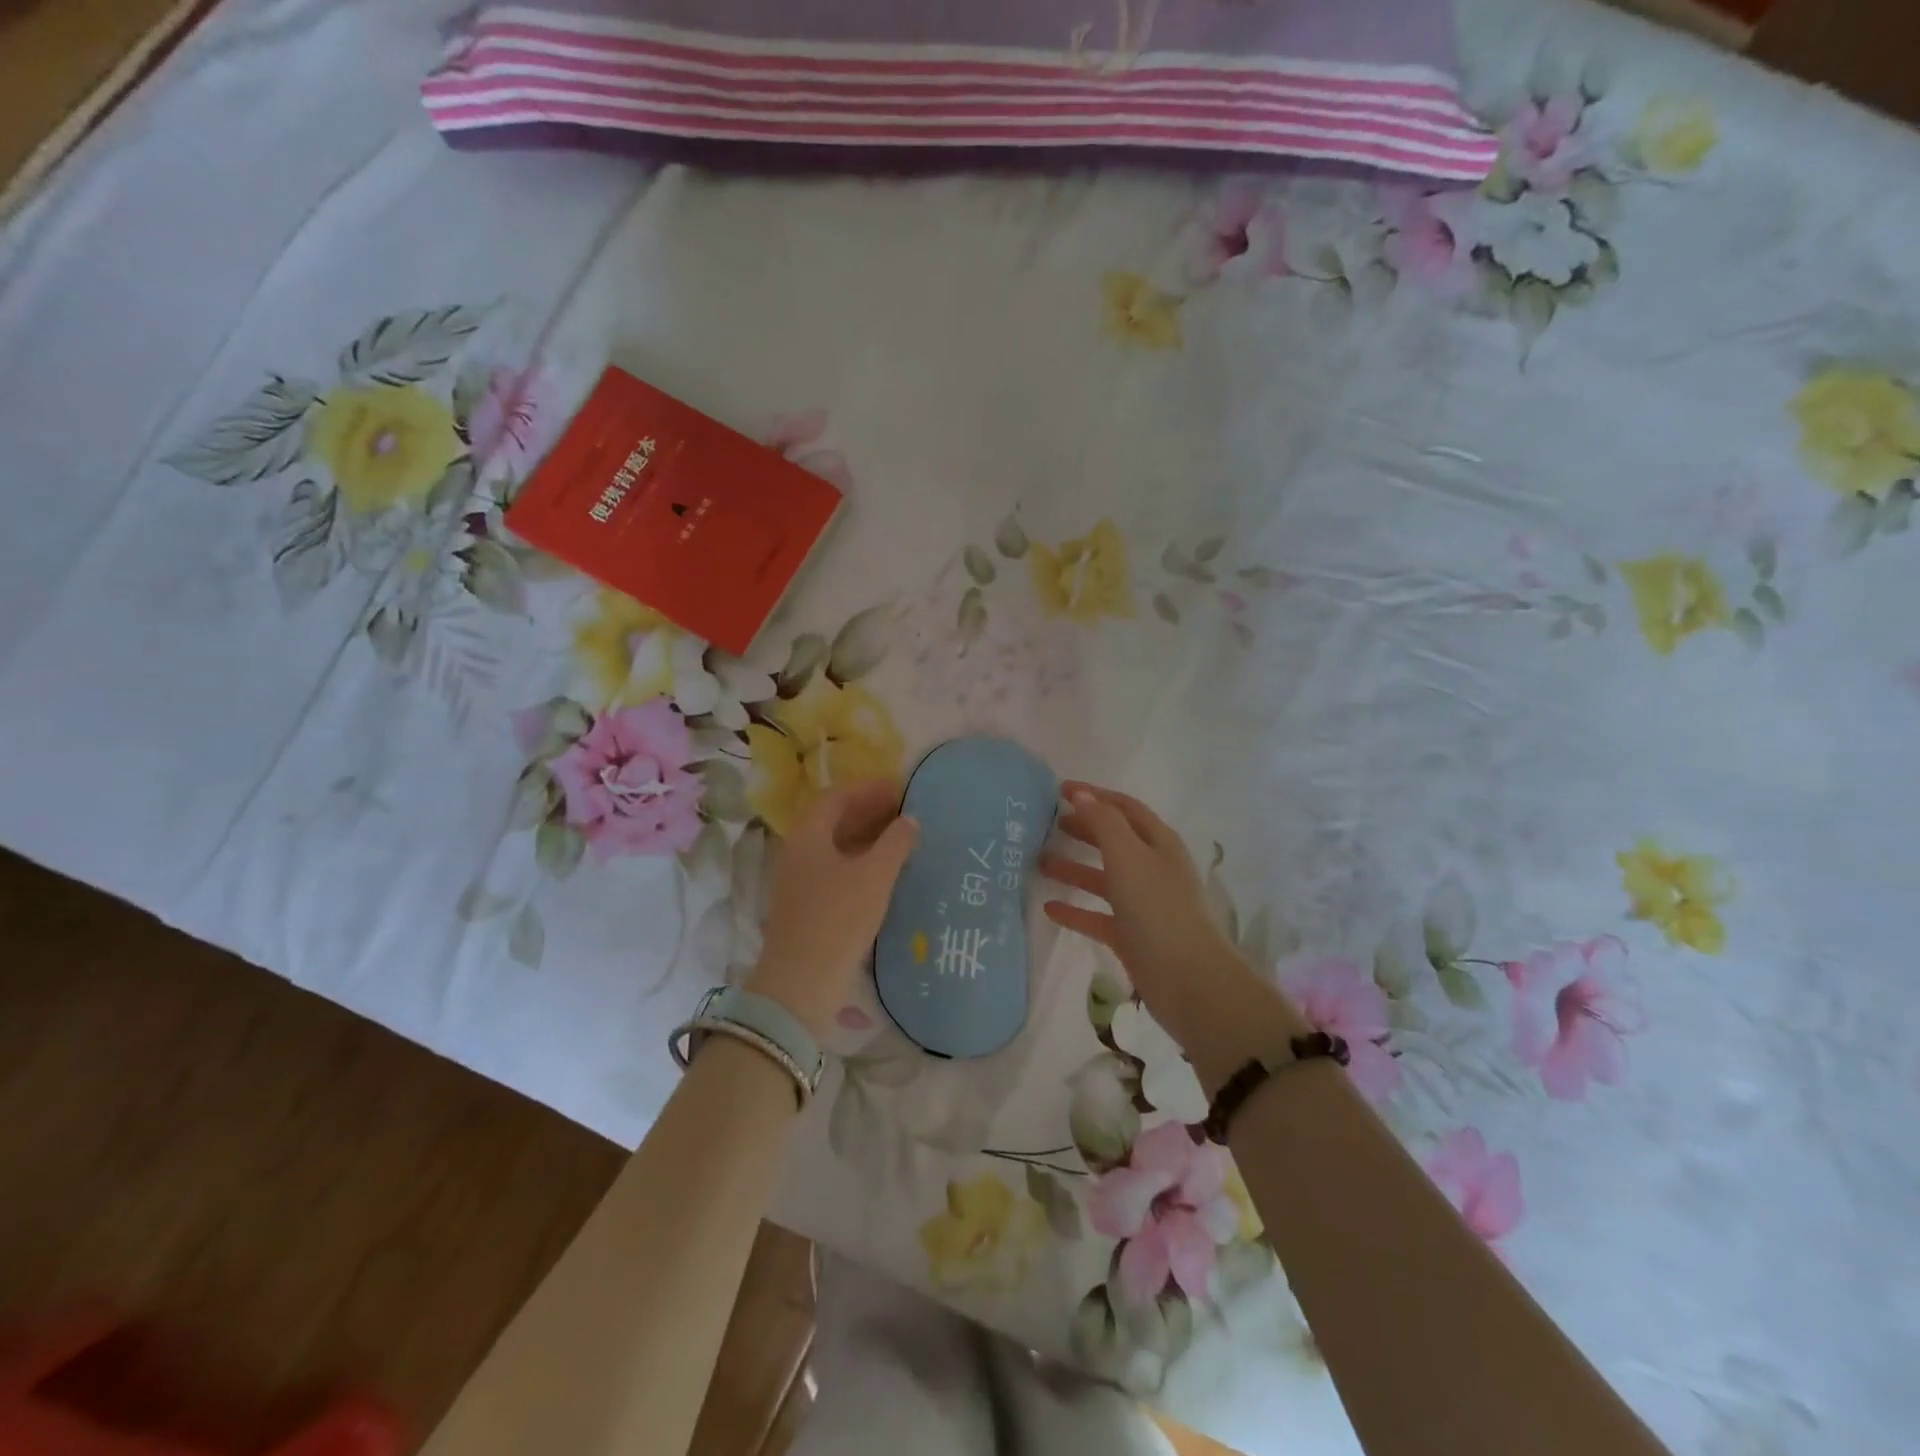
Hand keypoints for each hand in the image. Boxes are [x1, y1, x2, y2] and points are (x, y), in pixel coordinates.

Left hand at [747, 778, 917, 1040]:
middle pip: (833, 820)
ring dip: (867, 838)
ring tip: (901, 839)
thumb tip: (909, 819)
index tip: (899, 788)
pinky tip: (885, 874)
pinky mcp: (807, 906)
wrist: (801, 983)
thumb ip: (895, 842)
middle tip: (905, 811)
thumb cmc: (839, 919)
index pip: (836, 796)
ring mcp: (799, 881)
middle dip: (869, 811)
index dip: (868, 788)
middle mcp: (798, 852)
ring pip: (835, 847)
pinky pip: (836, 870)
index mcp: (808, 835)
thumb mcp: (875, 876)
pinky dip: (861, 862)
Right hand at [1042, 782, 1289, 1053]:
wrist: (1188, 980)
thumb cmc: (1158, 908)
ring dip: (1073, 868)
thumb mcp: (1129, 856)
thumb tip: (1080, 794)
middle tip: (1047, 824)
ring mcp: (1142, 903)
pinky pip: (1097, 915)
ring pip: (1103, 878)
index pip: (1124, 808)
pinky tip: (1048, 908)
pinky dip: (1075, 909)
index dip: (1094, 796)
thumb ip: (1103, 822)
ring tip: (1039, 862)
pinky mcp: (1131, 935)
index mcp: (1158, 843)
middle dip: (1083, 829)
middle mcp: (1152, 868)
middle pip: (1114, 840)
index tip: (1059, 790)